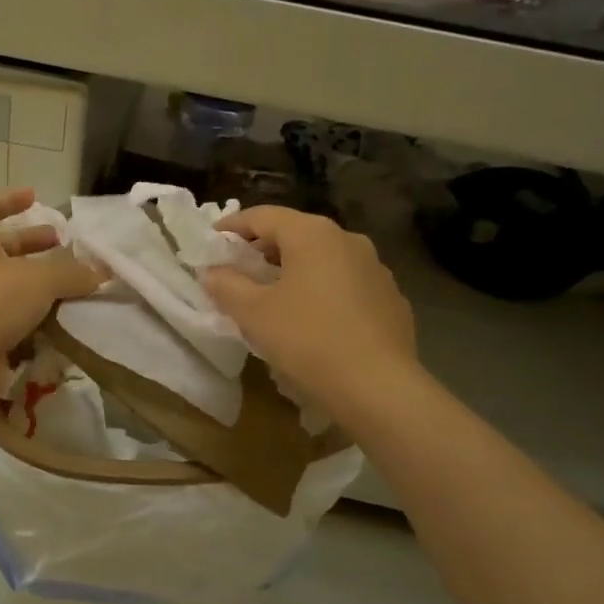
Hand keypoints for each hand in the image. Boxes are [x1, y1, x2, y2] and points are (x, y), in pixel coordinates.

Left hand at [0, 188, 103, 394]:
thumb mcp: (41, 278)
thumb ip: (72, 273)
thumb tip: (98, 274)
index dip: (10, 200)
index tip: (35, 197)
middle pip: (2, 248)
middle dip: (33, 245)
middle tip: (63, 245)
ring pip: (10, 286)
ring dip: (39, 284)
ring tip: (73, 286)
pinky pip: (12, 319)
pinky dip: (35, 317)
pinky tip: (62, 320)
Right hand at [204, 206, 416, 411]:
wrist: (379, 388)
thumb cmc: (308, 339)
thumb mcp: (253, 313)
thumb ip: (227, 285)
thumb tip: (212, 272)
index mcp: (312, 234)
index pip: (263, 216)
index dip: (232, 226)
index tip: (212, 241)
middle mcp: (348, 240)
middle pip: (296, 234)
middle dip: (264, 250)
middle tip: (239, 271)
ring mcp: (376, 269)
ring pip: (324, 260)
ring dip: (295, 271)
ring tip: (274, 297)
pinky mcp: (391, 300)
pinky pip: (347, 285)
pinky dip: (323, 292)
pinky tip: (313, 321)